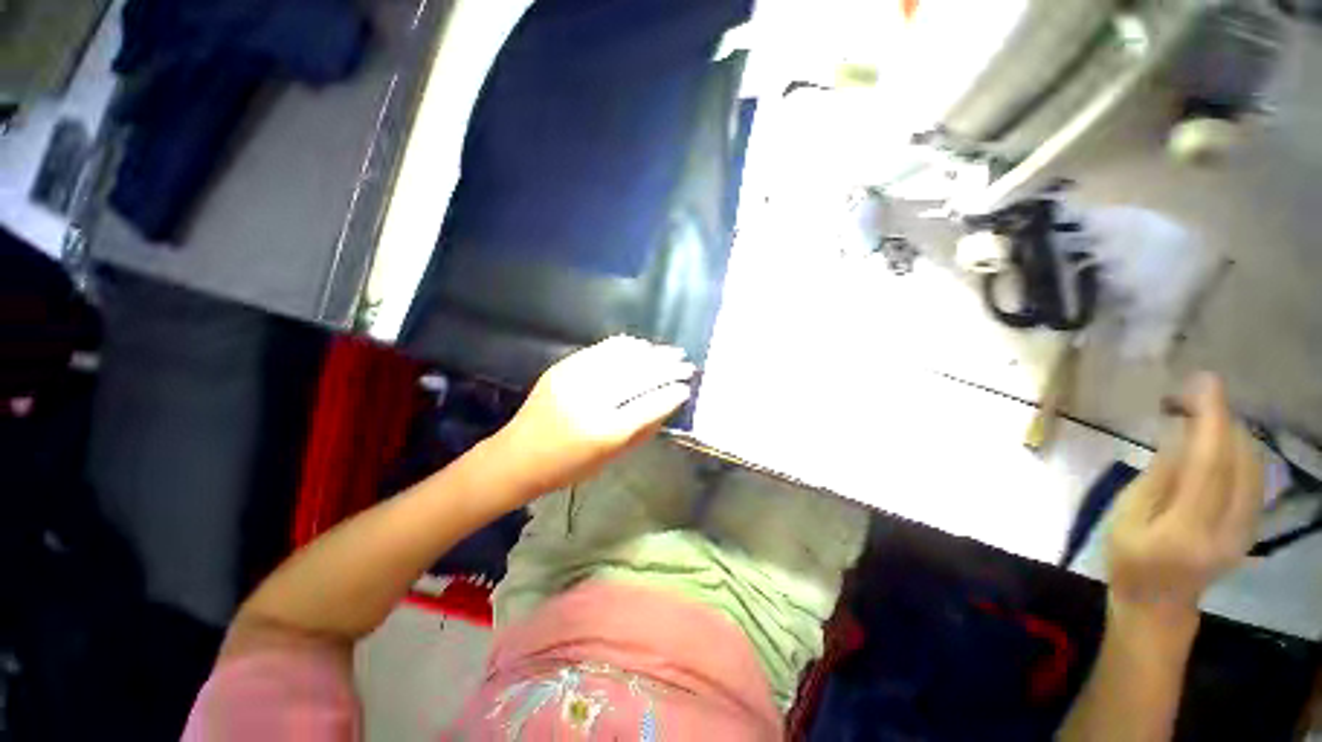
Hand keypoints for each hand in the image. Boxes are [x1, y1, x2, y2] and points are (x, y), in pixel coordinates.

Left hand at [489, 336, 694, 497]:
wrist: (518, 456)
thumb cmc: (568, 467)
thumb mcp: (611, 458)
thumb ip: (643, 430)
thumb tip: (669, 402)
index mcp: (605, 432)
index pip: (649, 405)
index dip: (671, 393)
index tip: (686, 387)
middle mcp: (591, 401)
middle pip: (639, 377)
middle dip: (667, 368)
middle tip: (686, 364)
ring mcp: (574, 380)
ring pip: (622, 358)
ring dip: (651, 353)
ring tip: (670, 352)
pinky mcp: (562, 368)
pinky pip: (600, 350)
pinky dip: (624, 346)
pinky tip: (641, 345)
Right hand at [1106, 374, 1263, 623]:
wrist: (1159, 604)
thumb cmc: (1129, 559)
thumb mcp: (1127, 517)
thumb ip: (1159, 477)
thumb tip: (1181, 434)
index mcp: (1189, 528)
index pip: (1210, 464)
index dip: (1211, 419)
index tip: (1204, 382)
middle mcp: (1229, 527)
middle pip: (1240, 459)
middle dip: (1220, 419)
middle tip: (1188, 397)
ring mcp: (1247, 529)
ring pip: (1255, 465)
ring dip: (1232, 432)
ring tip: (1200, 414)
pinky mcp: (1252, 526)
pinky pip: (1256, 477)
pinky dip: (1240, 450)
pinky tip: (1220, 441)